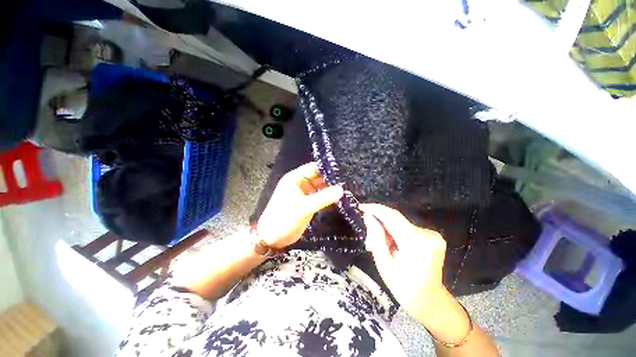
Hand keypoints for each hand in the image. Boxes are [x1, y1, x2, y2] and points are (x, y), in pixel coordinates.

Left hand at [257, 163, 343, 248]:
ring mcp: (304, 194)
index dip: (328, 168)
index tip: (343, 171)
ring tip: (348, 189)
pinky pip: (319, 197)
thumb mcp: (304, 207)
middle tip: (349, 181)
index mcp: (295, 178)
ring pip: (320, 187)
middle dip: (331, 179)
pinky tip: (339, 199)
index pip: (314, 167)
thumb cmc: (284, 218)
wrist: (272, 238)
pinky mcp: (307, 203)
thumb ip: (323, 198)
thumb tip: (341, 189)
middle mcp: (300, 183)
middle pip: (318, 177)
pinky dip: (327, 198)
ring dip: (331, 189)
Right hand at [360, 204, 448, 323]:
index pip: (393, 216)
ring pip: (400, 224)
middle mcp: (428, 235)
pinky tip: (391, 246)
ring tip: (377, 245)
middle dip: (379, 224)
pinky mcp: (432, 236)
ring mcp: (433, 235)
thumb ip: (376, 237)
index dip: (376, 209)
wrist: (430, 301)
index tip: (361, 207)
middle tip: (367, 237)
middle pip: (395, 221)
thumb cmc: (404, 287)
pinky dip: (395, 233)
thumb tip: (368, 216)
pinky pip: (407, 228)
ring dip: (386, 230)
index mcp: (416, 243)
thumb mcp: (384, 264)